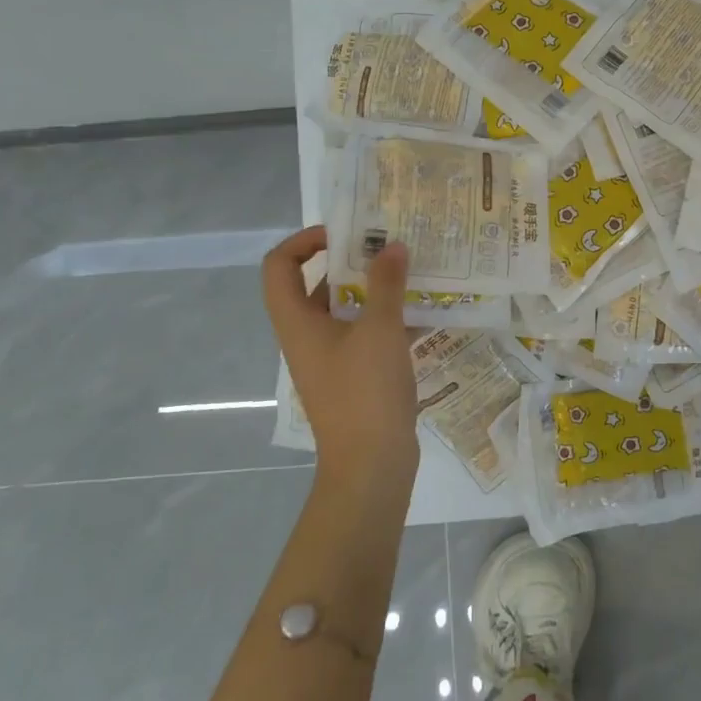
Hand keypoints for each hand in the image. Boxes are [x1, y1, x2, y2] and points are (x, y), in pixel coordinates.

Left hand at [262, 226, 419, 491]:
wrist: (371, 466)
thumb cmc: (366, 392)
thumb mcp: (380, 329)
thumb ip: (386, 284)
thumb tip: (391, 247)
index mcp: (297, 322)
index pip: (279, 265)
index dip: (304, 241)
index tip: (344, 234)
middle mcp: (306, 337)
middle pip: (313, 285)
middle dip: (348, 262)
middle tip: (385, 247)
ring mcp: (329, 359)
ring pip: (343, 311)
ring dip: (371, 290)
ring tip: (408, 274)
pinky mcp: (352, 377)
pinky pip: (363, 335)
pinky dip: (385, 320)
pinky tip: (421, 313)